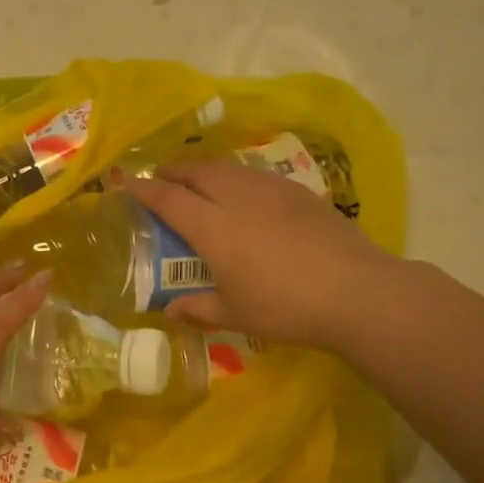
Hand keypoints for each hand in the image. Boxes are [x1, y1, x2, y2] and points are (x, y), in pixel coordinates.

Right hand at [125, 162, 394, 350]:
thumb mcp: (235, 314)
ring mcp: (272, 191)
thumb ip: (198, 309)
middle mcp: (238, 198)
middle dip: (173, 170)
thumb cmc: (286, 307)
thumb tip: (169, 311)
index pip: (169, 199)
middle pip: (197, 171)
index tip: (127, 184)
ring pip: (228, 168)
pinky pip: (255, 174)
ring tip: (199, 180)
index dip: (144, 189)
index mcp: (214, 228)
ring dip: (205, 169)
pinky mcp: (300, 192)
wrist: (357, 292)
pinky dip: (236, 176)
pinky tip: (244, 192)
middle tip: (162, 178)